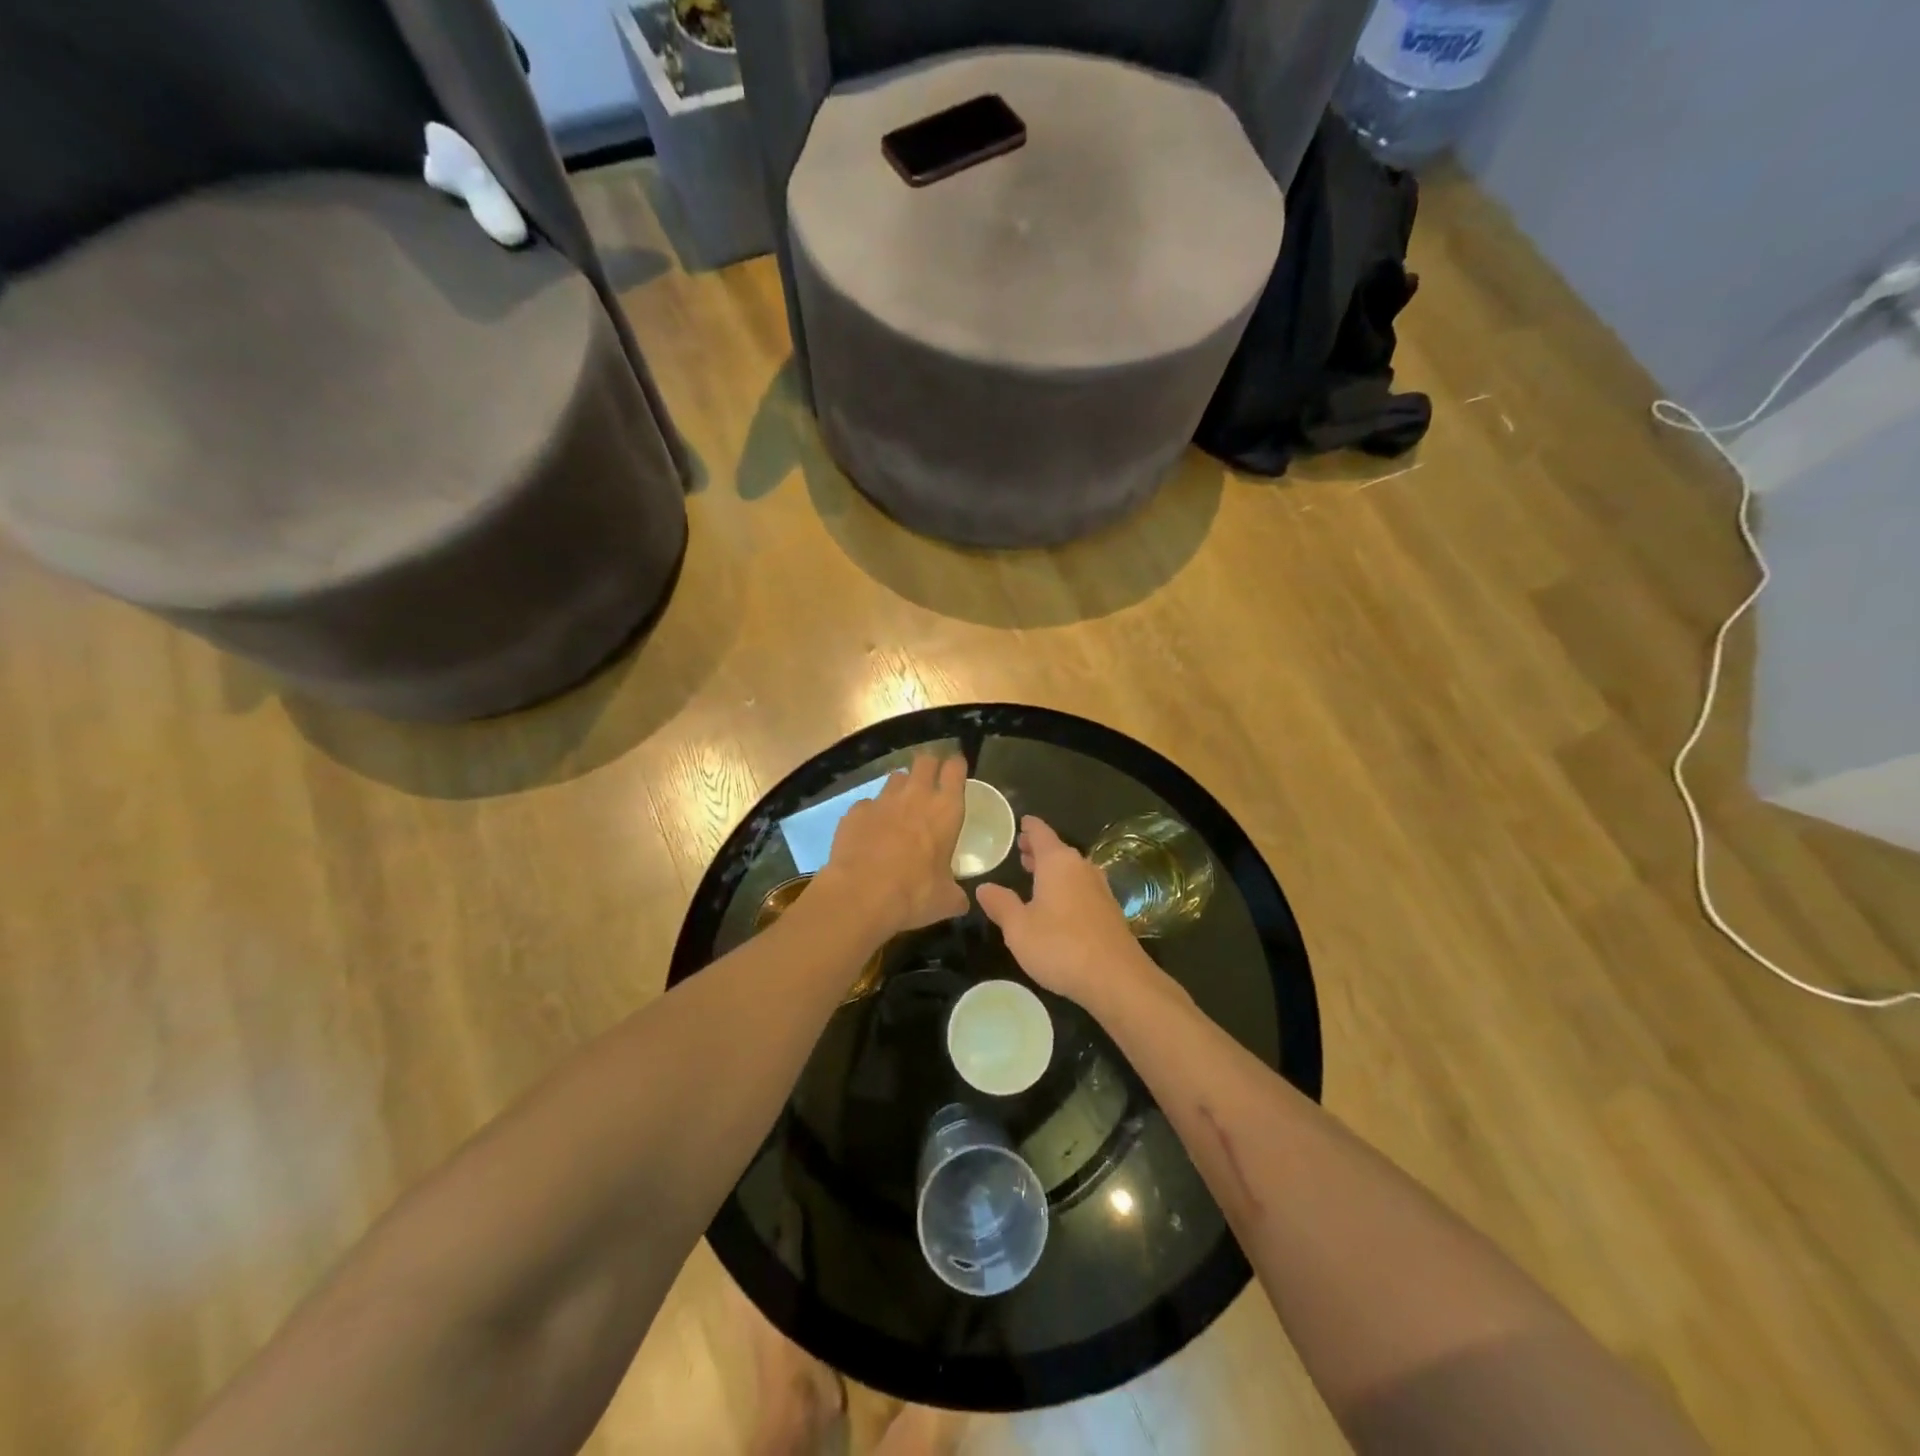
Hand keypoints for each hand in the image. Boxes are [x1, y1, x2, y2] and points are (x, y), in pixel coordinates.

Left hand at [817, 755, 968, 937]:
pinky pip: (867, 804)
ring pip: (895, 777)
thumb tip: (961, 902)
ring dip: (901, 787)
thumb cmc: (915, 894)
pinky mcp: (855, 811)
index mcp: (945, 810)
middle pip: (925, 760)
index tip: (956, 771)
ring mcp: (882, 800)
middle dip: (929, 765)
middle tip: (930, 781)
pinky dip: (871, 813)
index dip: (956, 766)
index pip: (956, 768)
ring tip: (900, 806)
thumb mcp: (946, 900)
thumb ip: (955, 894)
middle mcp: (915, 796)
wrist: (861, 895)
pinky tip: (870, 832)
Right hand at [976, 816, 1153, 1007]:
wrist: (1116, 978)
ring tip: (1035, 875)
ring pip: (1071, 869)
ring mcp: (1099, 888)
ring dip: (1053, 870)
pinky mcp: (1109, 910)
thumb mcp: (1018, 928)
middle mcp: (1081, 867)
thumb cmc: (1060, 946)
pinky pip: (1082, 887)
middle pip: (1057, 850)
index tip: (1021, 822)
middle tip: (1021, 850)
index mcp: (1057, 862)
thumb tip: (984, 887)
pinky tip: (1058, 904)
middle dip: (1039, 849)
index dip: (1029, 827)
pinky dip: (1066, 887)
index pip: (1041, 833)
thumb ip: (1000, 904)